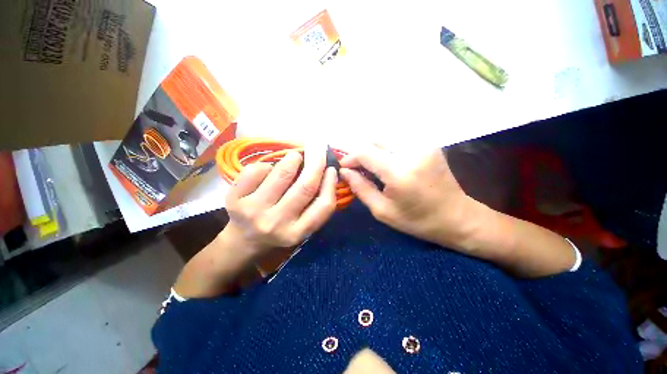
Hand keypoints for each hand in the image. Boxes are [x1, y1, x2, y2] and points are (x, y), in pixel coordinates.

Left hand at [225, 147, 337, 257]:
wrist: (244, 241)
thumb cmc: (280, 230)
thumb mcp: (301, 227)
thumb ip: (314, 205)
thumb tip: (325, 171)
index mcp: (297, 233)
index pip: (323, 206)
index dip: (330, 183)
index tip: (332, 169)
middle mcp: (276, 224)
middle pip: (304, 187)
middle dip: (316, 164)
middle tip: (318, 151)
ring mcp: (253, 211)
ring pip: (281, 174)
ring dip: (293, 159)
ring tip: (295, 157)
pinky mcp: (234, 200)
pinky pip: (256, 171)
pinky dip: (267, 165)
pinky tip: (269, 169)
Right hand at [339, 144, 481, 250]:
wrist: (457, 217)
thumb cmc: (417, 220)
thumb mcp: (382, 211)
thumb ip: (360, 188)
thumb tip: (344, 171)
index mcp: (399, 172)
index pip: (365, 151)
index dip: (350, 157)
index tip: (344, 167)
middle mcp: (412, 151)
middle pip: (374, 139)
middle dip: (360, 152)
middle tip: (356, 168)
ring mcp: (423, 144)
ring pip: (385, 137)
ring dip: (372, 150)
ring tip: (370, 167)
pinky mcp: (428, 143)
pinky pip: (397, 140)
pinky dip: (385, 149)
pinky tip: (386, 163)